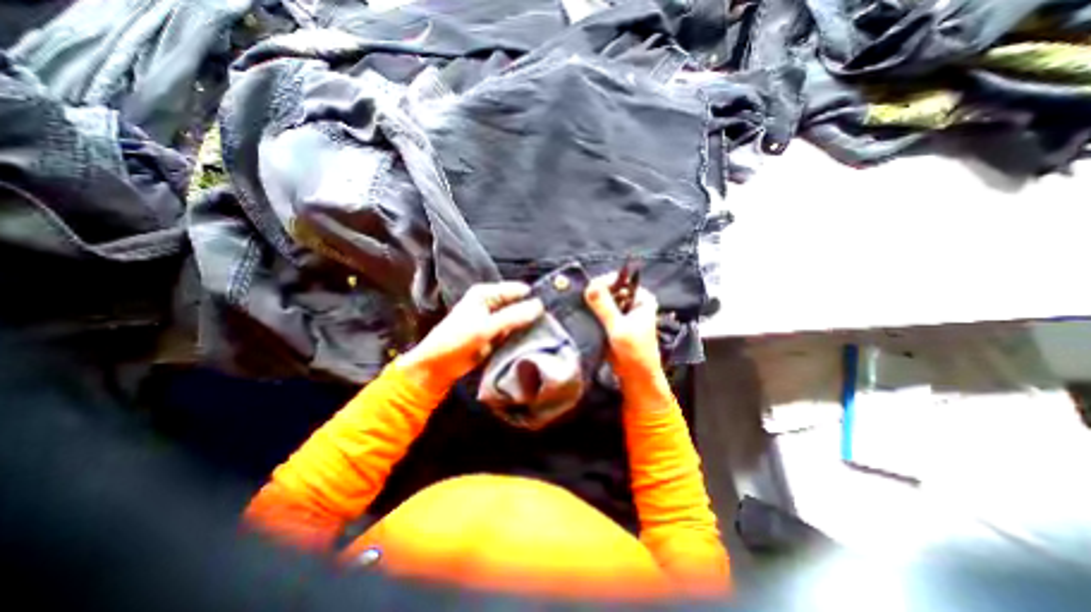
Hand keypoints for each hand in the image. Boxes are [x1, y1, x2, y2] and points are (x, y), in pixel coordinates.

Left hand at [399, 283, 543, 392]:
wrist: (438, 367)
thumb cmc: (456, 342)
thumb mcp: (485, 328)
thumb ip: (512, 317)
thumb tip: (540, 305)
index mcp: (486, 293)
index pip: (518, 290)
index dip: (534, 298)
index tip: (554, 310)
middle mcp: (492, 302)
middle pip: (520, 304)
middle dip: (533, 313)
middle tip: (554, 324)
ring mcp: (495, 318)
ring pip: (519, 318)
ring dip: (529, 325)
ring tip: (549, 333)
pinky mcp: (496, 333)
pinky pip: (514, 331)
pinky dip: (522, 335)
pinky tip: (535, 341)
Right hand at [583, 273, 659, 378]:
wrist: (636, 376)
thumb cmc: (635, 352)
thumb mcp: (619, 328)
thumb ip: (604, 306)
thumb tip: (590, 285)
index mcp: (641, 298)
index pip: (619, 281)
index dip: (603, 283)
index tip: (587, 290)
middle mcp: (632, 302)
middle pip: (610, 290)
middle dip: (595, 294)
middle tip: (580, 299)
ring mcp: (622, 313)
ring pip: (603, 301)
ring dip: (591, 304)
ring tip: (579, 306)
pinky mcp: (612, 323)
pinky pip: (599, 312)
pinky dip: (591, 313)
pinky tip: (581, 314)